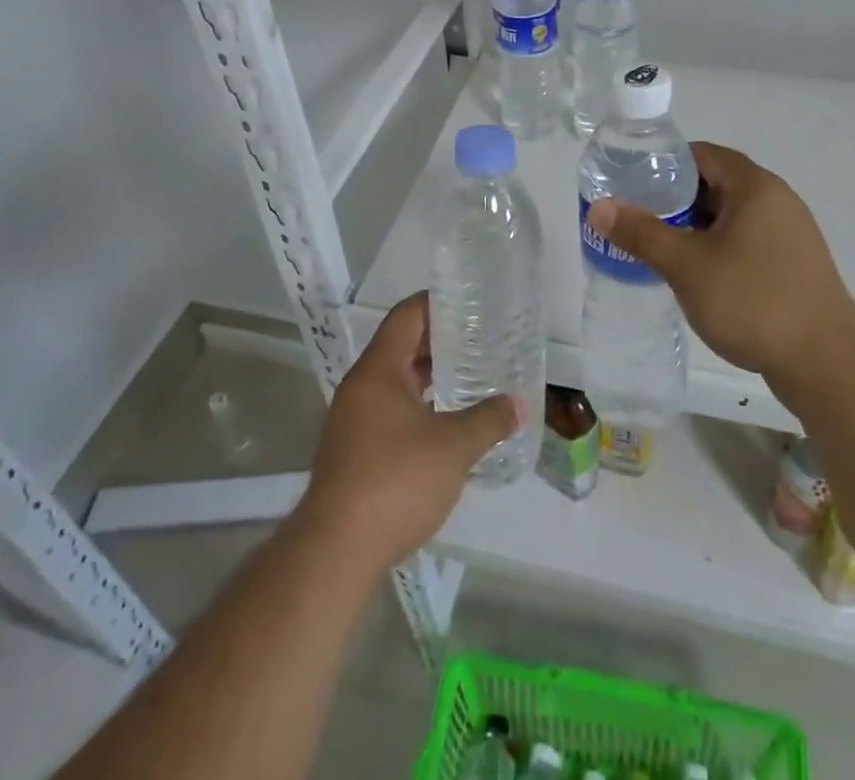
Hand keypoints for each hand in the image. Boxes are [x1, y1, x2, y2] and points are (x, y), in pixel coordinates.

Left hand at [296, 294, 522, 574]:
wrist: (335, 552)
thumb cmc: (395, 482)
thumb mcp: (453, 448)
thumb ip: (488, 420)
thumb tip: (519, 403)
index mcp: (378, 371)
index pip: (406, 316)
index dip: (437, 303)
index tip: (469, 301)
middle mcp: (362, 387)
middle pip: (401, 346)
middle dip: (440, 340)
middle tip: (480, 337)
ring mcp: (355, 419)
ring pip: (397, 380)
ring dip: (431, 375)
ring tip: (471, 373)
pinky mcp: (356, 450)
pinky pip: (392, 409)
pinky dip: (420, 404)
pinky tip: (448, 420)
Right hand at [586, 142, 854, 383]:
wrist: (827, 363)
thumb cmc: (753, 301)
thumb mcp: (687, 266)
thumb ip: (642, 233)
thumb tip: (600, 207)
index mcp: (755, 187)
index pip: (703, 154)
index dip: (665, 163)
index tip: (633, 182)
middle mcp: (777, 200)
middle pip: (717, 184)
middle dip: (676, 199)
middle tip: (639, 217)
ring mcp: (791, 234)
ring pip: (732, 216)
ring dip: (697, 227)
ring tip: (661, 247)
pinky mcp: (795, 264)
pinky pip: (748, 241)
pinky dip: (719, 247)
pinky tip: (699, 276)